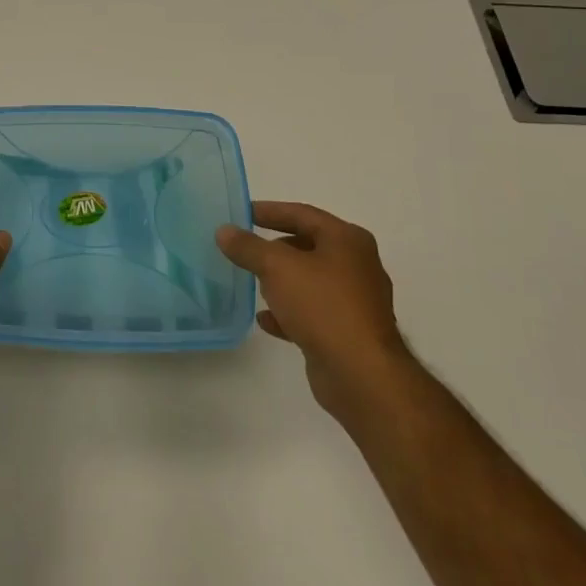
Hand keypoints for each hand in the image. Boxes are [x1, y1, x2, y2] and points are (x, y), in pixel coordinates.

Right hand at [216, 202, 409, 417]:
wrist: (361, 374)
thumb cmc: (322, 306)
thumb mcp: (276, 267)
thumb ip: (248, 247)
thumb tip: (224, 231)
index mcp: (347, 240)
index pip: (302, 214)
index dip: (269, 211)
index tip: (242, 213)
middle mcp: (357, 265)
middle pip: (308, 246)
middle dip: (275, 248)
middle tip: (246, 249)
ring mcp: (355, 301)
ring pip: (310, 281)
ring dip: (282, 281)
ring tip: (253, 283)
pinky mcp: (349, 332)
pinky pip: (313, 312)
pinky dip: (289, 312)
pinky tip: (266, 320)